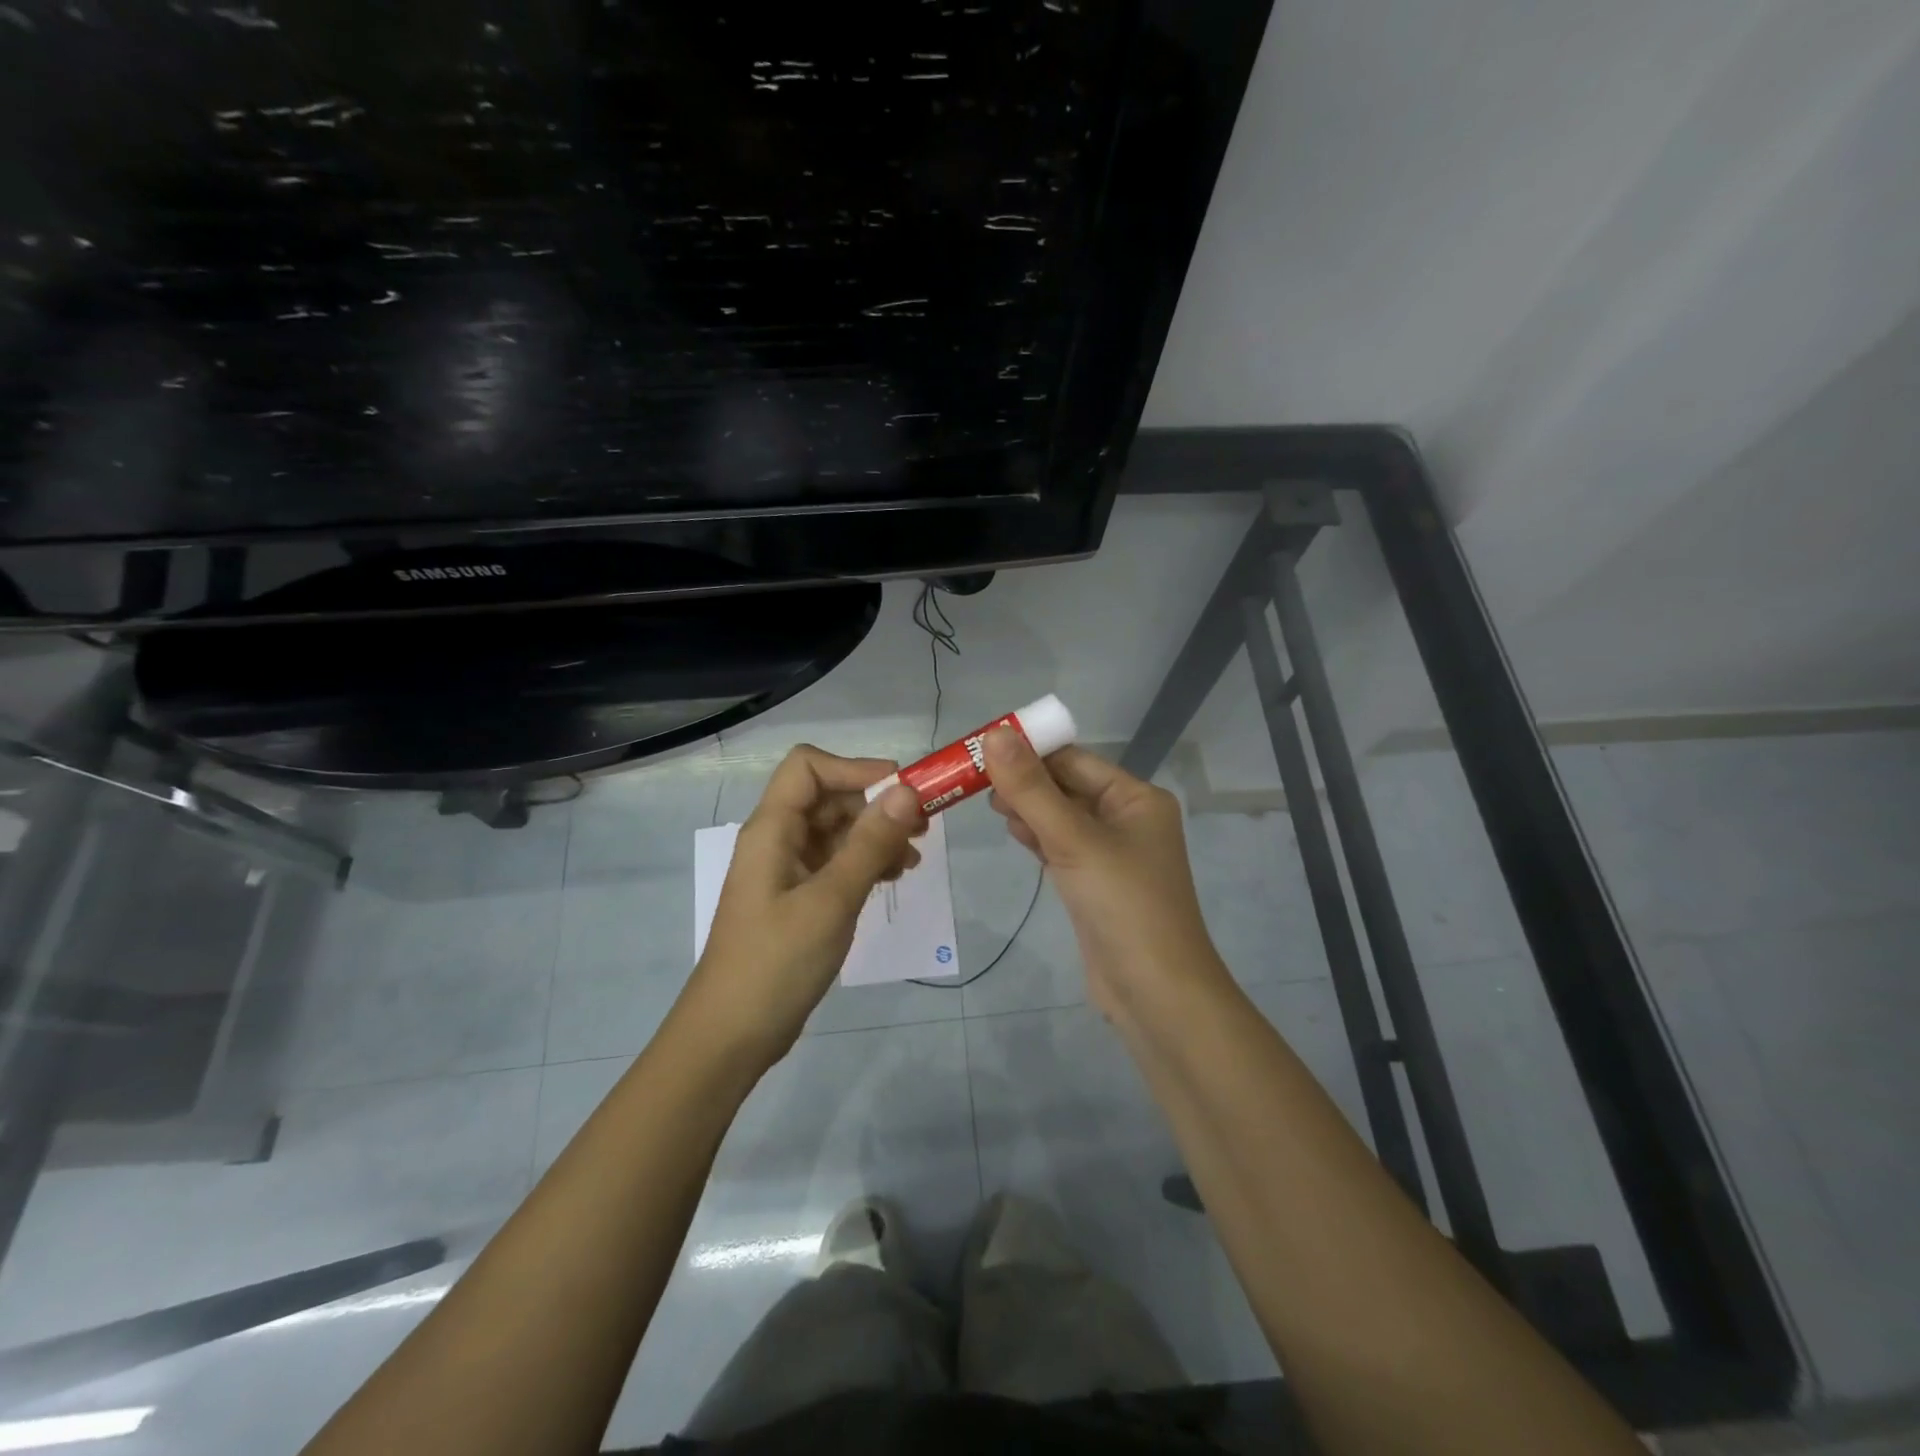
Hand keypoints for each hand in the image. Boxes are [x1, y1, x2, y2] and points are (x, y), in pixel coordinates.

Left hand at [681, 745, 925, 1069]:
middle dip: (875, 804)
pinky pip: (835, 864)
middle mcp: (777, 840)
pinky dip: (865, 863)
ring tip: (912, 860)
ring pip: (836, 832)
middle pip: (828, 797)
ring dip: (876, 836)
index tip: (902, 791)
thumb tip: (907, 792)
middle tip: (923, 826)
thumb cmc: (776, 963)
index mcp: (772, 829)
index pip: (809, 767)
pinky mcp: (797, 900)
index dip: (855, 769)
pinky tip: (892, 879)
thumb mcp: (831, 900)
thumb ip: (869, 844)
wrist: (731, 1036)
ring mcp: (787, 871)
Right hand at [984, 730, 1226, 1018]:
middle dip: (1025, 781)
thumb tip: (995, 734)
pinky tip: (1012, 830)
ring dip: (1028, 808)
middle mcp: (1128, 819)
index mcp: (1136, 798)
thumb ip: (1031, 789)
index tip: (982, 747)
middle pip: (1067, 787)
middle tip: (975, 780)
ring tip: (988, 803)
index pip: (1075, 760)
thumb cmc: (1122, 905)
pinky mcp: (1095, 883)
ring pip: (1061, 818)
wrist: (1155, 993)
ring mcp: (1112, 854)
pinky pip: (1062, 847)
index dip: (1030, 750)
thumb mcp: (1074, 840)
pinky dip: (1037, 837)